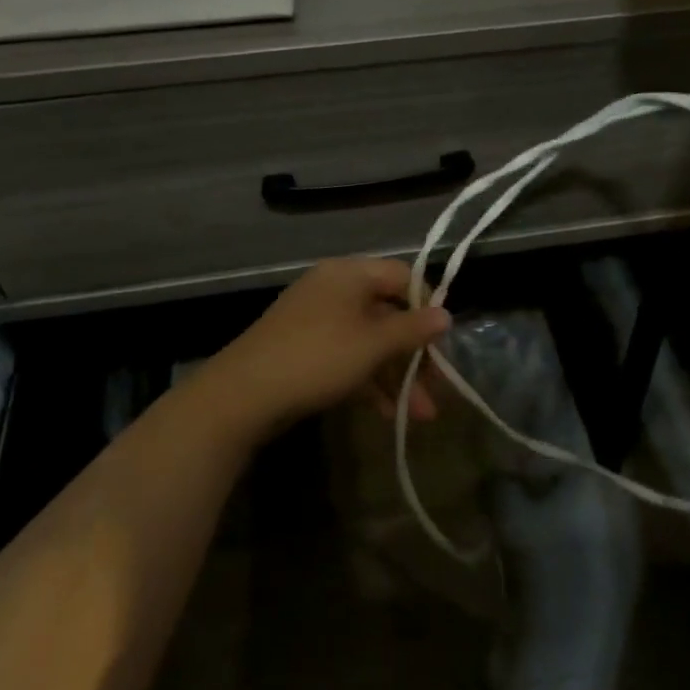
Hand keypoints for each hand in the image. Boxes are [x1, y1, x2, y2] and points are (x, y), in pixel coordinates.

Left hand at [210, 259, 450, 429]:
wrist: (243, 394)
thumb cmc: (319, 357)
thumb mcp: (373, 344)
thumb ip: (413, 329)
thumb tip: (446, 314)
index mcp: (349, 274)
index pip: (402, 276)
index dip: (426, 306)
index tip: (441, 341)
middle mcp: (334, 289)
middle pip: (388, 313)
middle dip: (414, 354)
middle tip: (436, 388)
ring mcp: (317, 321)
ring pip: (370, 341)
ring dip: (396, 375)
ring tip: (420, 415)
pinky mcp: (305, 350)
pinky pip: (348, 357)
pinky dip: (369, 381)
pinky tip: (388, 413)